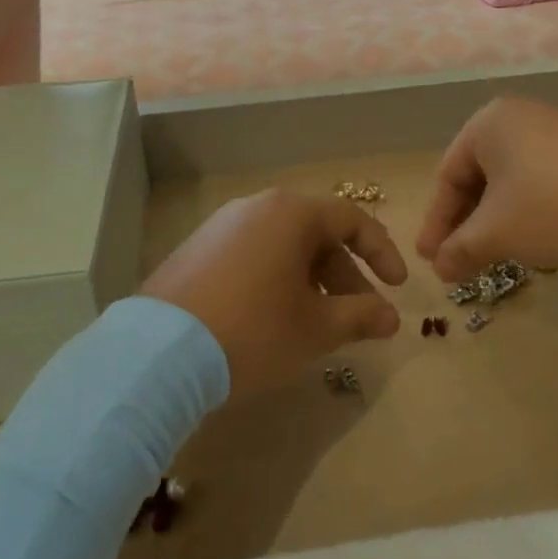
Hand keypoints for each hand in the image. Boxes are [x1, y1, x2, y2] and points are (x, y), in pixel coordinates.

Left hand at [143, 189, 406, 396]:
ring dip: (311, 281)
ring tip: (318, 324)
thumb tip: (391, 317)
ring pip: (284, 246)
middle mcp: (258, 207)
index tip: (398, 288)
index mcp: (292, 213)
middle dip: (345, 276)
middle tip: (359, 317)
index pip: (352, 221)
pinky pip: (253, 255)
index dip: (381, 253)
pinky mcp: (198, 249)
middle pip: (316, 234)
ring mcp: (223, 225)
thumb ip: (360, 316)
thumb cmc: (253, 330)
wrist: (160, 351)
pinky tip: (274, 319)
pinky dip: (276, 280)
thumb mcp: (315, 328)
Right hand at [417, 98, 557, 279]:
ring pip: (510, 181)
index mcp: (488, 124)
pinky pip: (540, 180)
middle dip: (466, 223)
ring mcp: (555, 130)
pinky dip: (527, 211)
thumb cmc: (554, 207)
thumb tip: (439, 268)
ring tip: (494, 255)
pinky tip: (535, 238)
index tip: (430, 261)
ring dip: (496, 220)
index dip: (436, 222)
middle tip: (457, 261)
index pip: (447, 175)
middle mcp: (518, 117)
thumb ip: (460, 249)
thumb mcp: (497, 233)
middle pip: (478, 176)